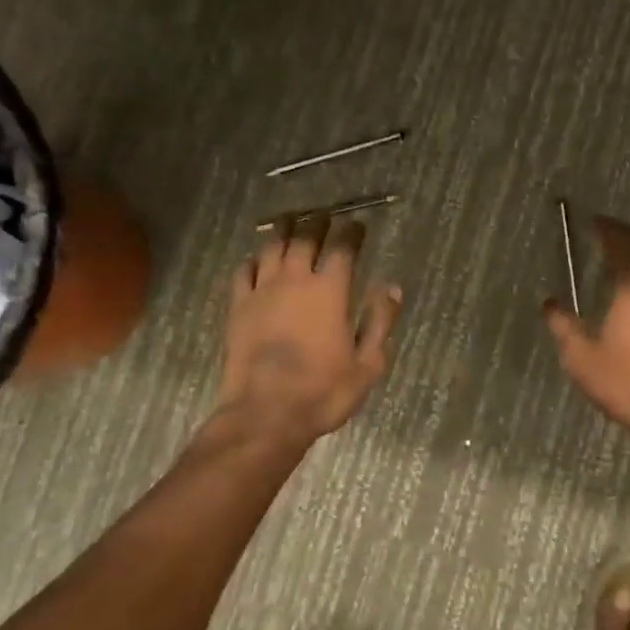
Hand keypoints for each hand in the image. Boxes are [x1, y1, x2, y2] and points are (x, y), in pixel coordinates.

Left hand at [218, 216, 401, 440]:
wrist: (266, 413)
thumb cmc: (324, 391)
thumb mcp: (368, 363)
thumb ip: (380, 321)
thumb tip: (391, 288)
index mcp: (330, 290)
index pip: (342, 247)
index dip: (351, 232)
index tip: (358, 225)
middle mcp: (295, 280)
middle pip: (305, 237)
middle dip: (317, 222)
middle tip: (324, 215)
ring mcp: (262, 291)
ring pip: (272, 246)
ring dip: (284, 230)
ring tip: (290, 221)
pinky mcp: (238, 307)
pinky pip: (243, 271)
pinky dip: (253, 259)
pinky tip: (257, 259)